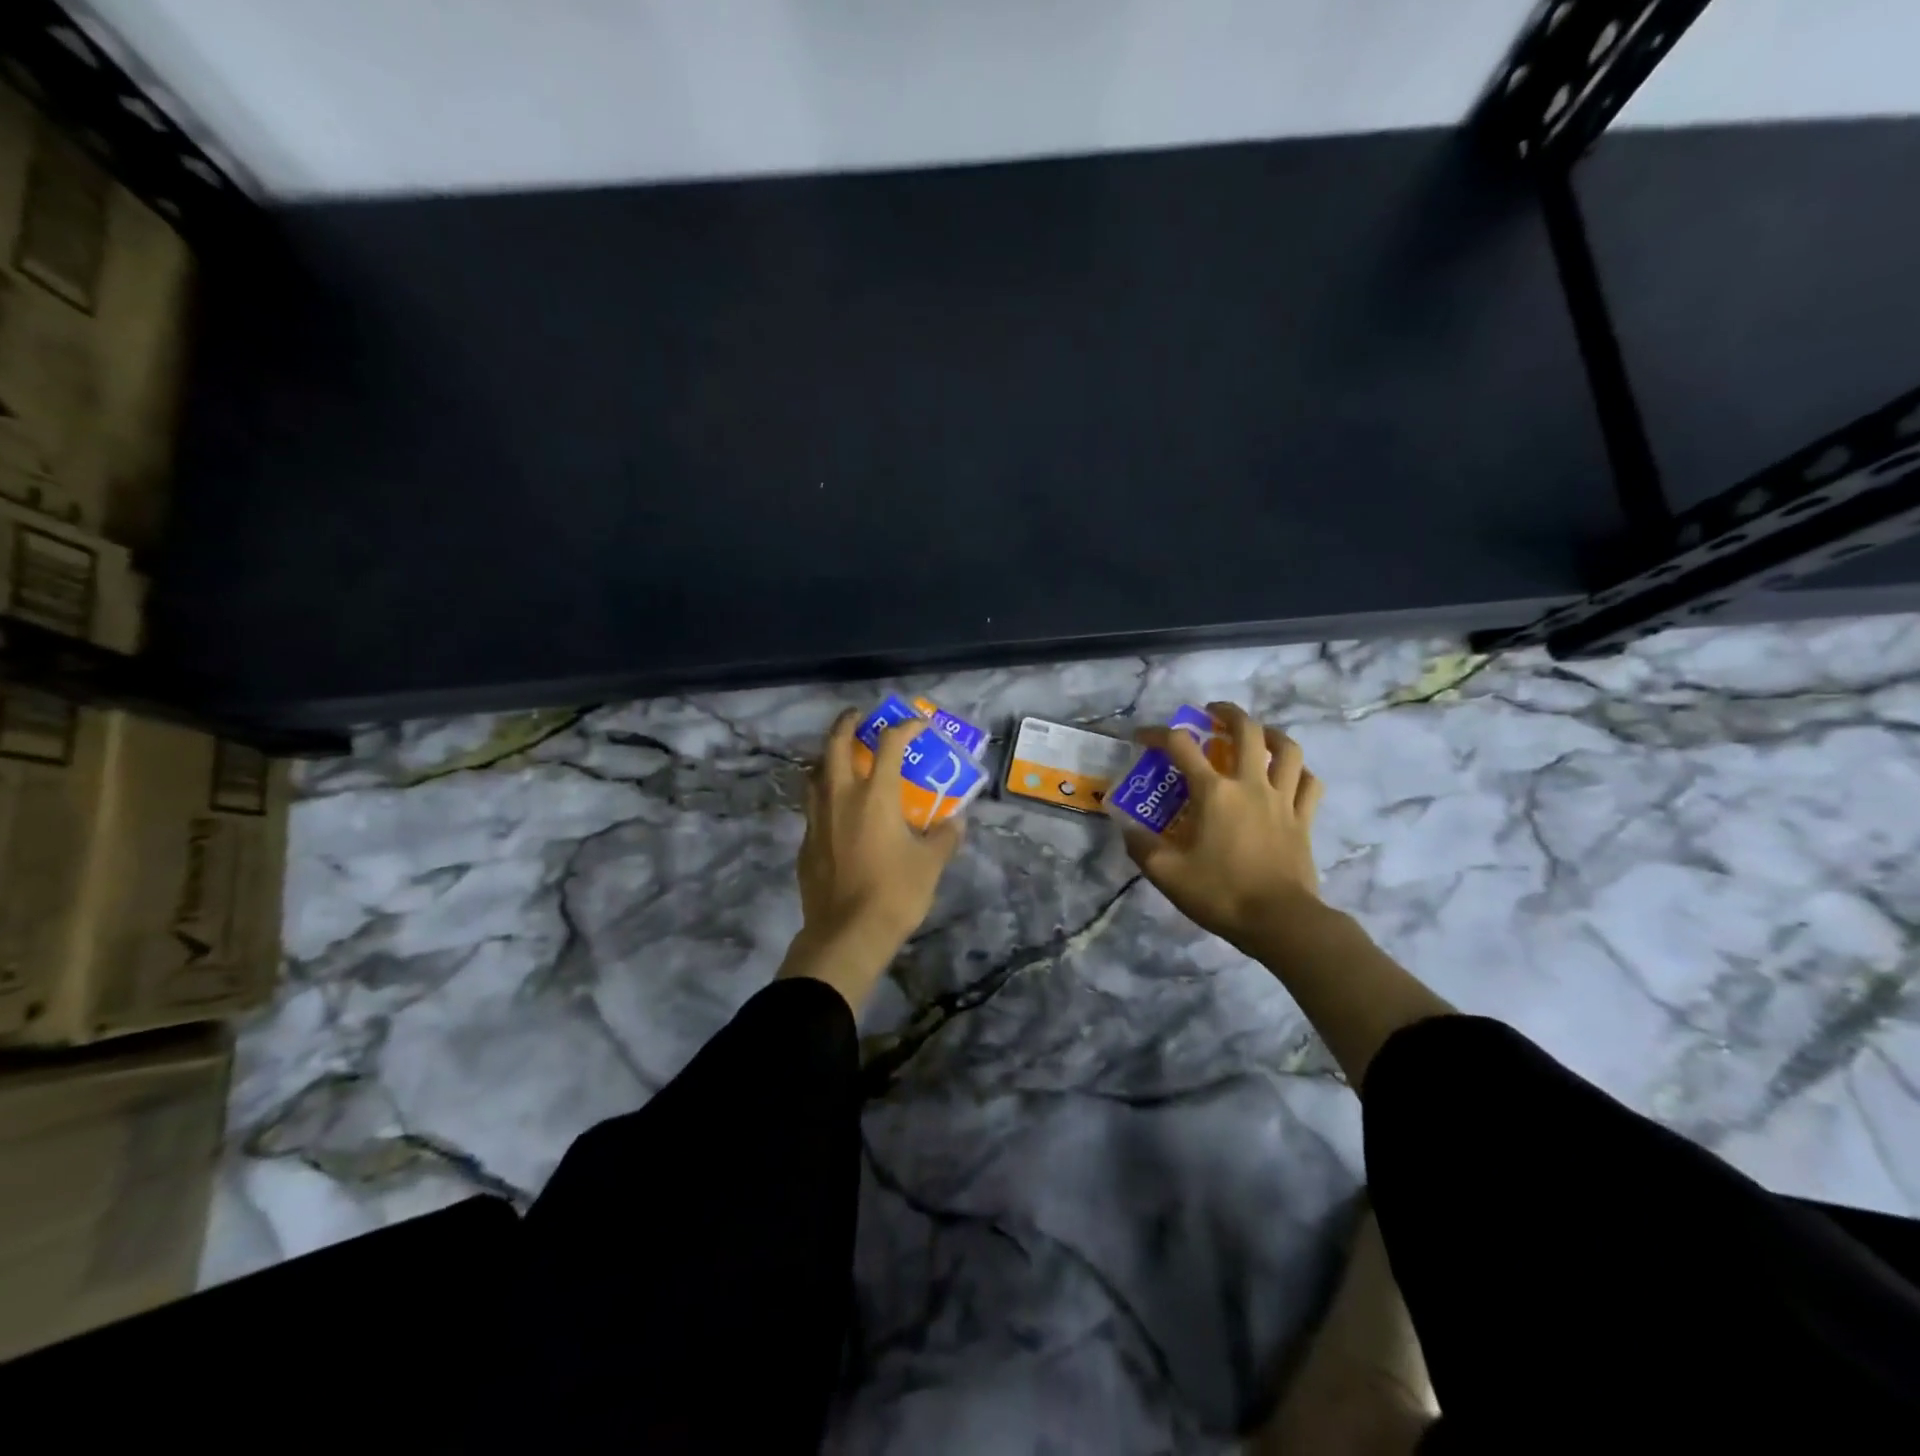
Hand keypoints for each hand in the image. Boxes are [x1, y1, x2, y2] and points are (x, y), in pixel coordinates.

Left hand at [778, 709, 964, 1009]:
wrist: (846, 934)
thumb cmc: (895, 893)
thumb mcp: (931, 864)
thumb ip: (945, 836)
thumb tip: (955, 821)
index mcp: (875, 795)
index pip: (889, 744)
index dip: (905, 727)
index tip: (917, 723)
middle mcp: (841, 796)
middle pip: (835, 744)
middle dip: (847, 723)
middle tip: (858, 717)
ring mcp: (817, 818)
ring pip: (815, 772)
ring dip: (828, 756)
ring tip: (841, 757)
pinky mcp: (806, 842)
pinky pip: (812, 804)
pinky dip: (824, 793)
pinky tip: (836, 809)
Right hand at [1123, 702, 1324, 957]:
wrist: (1280, 921)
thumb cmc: (1220, 893)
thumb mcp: (1166, 873)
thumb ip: (1141, 846)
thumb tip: (1125, 826)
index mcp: (1213, 792)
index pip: (1180, 747)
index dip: (1156, 734)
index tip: (1142, 737)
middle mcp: (1250, 785)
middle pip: (1246, 731)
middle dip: (1227, 713)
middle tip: (1212, 713)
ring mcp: (1282, 800)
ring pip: (1287, 750)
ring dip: (1271, 734)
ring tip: (1258, 734)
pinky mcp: (1304, 819)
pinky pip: (1309, 783)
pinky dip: (1300, 771)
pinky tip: (1290, 774)